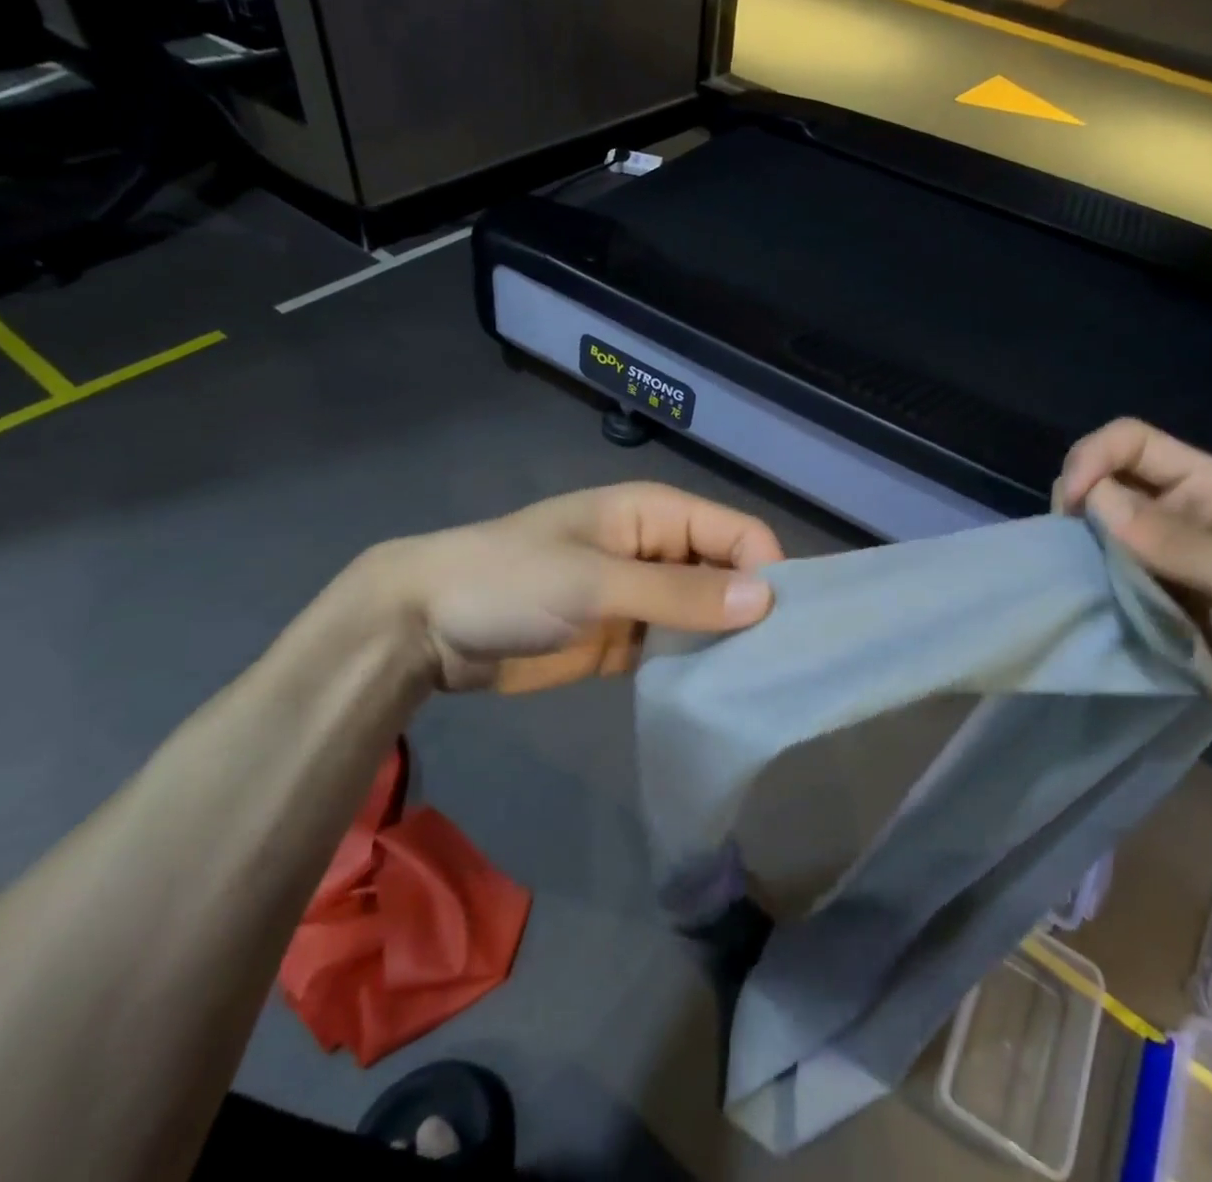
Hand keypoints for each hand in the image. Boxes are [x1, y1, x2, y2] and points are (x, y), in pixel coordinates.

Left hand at [358, 482, 783, 692]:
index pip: (738, 533)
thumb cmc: (511, 582)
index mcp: (656, 514)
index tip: (784, 629)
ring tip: (760, 689)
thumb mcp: (596, 583)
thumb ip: (679, 593)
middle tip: (781, 669)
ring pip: (705, 615)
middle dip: (752, 612)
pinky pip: (675, 650)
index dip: (766, 572)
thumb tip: (765, 600)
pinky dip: (695, 667)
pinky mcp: (624, 641)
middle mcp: (658, 550)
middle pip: (727, 574)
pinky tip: (717, 697)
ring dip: (726, 644)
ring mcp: (641, 598)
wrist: (427, 626)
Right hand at [1054, 419, 1211, 766]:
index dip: (1093, 458)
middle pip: (1099, 478)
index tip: (1073, 505)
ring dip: (1071, 542)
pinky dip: (1074, 577)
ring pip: (1087, 526)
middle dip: (1074, 500)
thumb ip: (1180, 543)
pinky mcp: (1134, 598)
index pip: (1132, 442)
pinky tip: (1076, 595)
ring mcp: (1149, 558)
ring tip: (1073, 574)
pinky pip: (1089, 571)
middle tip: (1070, 544)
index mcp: (1209, 491)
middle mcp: (1172, 514)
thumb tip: (1096, 500)